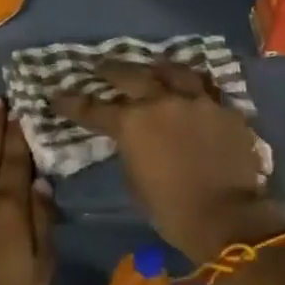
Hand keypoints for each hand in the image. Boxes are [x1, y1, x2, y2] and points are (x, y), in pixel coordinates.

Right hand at [52, 60, 284, 262]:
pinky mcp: (223, 108)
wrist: (228, 217)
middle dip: (111, 70)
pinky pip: (206, 88)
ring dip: (157, 68)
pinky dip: (193, 86)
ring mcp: (196, 100)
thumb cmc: (172, 210)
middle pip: (130, 75)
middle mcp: (161, 102)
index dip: (72, 102)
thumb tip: (134, 139)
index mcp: (132, 124)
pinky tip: (191, 88)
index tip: (56, 95)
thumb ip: (131, 151)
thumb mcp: (136, 182)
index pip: (93, 108)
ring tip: (152, 67)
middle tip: (100, 67)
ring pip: (173, 71)